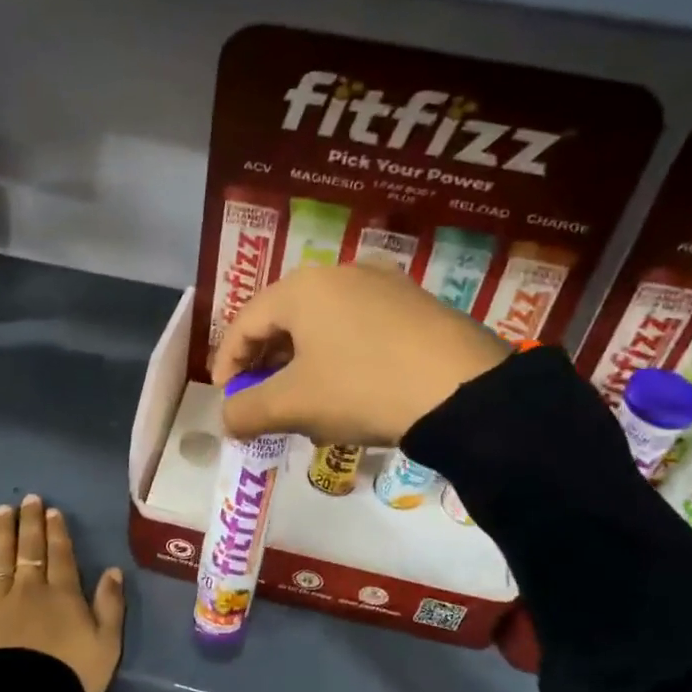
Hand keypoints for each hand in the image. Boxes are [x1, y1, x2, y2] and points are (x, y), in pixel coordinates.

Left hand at [0, 495, 124, 691]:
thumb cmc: (67, 679)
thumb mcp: (105, 647)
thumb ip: (110, 606)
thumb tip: (113, 570)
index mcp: (62, 594)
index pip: (60, 554)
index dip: (57, 531)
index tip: (52, 511)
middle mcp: (28, 587)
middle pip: (29, 547)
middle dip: (30, 521)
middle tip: (28, 500)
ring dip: (3, 530)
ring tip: (3, 511)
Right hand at [213, 265, 509, 444]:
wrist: (465, 391)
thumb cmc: (362, 388)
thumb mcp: (294, 405)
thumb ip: (247, 411)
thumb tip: (228, 418)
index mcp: (302, 288)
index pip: (245, 322)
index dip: (228, 362)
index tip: (226, 398)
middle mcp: (340, 273)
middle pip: (285, 319)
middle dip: (267, 364)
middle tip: (262, 400)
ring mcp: (384, 285)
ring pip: (324, 325)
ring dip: (304, 363)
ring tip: (306, 401)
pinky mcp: (416, 305)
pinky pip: (360, 328)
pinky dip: (341, 357)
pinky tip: (351, 390)